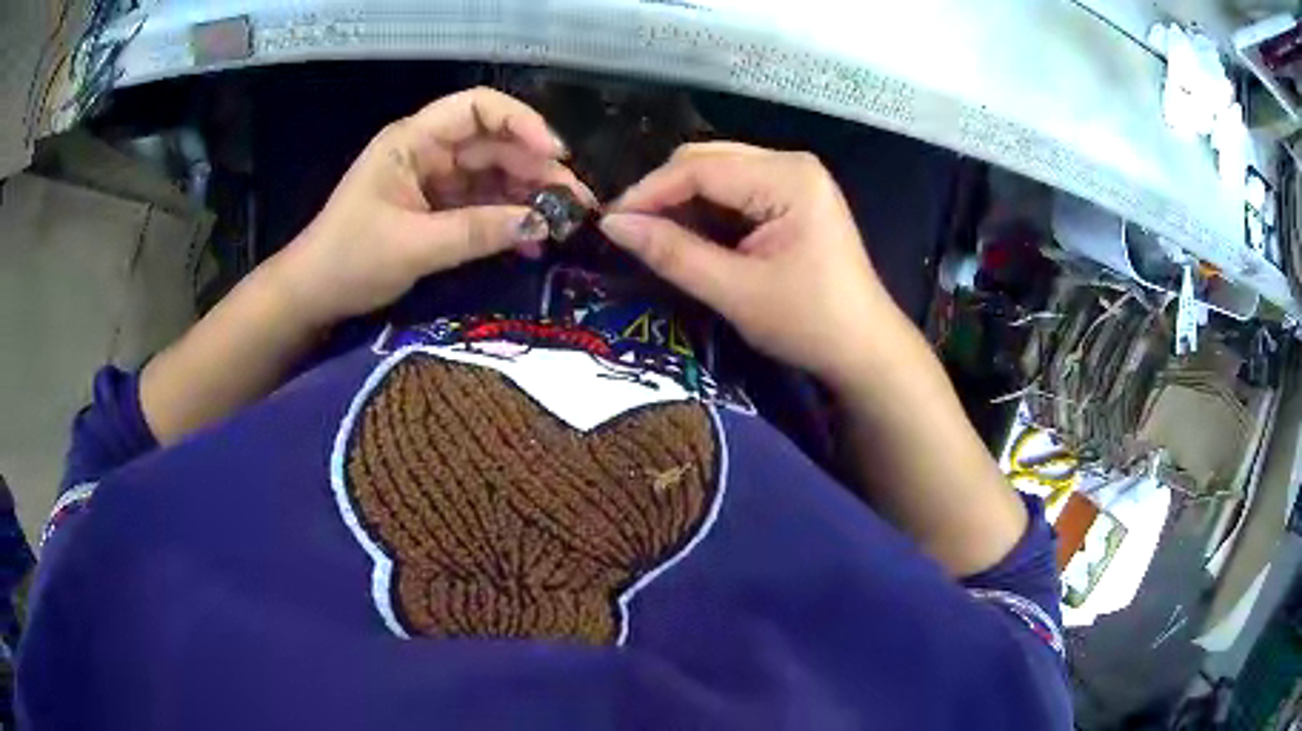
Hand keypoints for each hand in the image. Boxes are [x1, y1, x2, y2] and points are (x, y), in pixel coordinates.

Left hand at [269, 87, 594, 328]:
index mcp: (414, 140)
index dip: (521, 122)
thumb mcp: (414, 245)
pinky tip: (532, 241)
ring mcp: (434, 181)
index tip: (556, 154)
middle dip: (537, 169)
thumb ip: (478, 231)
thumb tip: (542, 223)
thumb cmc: (349, 262)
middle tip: (575, 202)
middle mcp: (428, 152)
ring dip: (529, 196)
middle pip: (495, 144)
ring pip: (494, 175)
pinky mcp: (437, 209)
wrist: (312, 298)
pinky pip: (482, 205)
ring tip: (563, 224)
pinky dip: (507, 220)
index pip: (478, 108)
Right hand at [599, 142, 907, 388]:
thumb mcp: (735, 291)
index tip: (609, 222)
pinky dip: (706, 211)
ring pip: (717, 173)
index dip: (649, 192)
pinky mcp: (792, 196)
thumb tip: (611, 225)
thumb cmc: (809, 323)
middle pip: (707, 160)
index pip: (700, 168)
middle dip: (664, 193)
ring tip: (653, 237)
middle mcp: (791, 164)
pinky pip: (735, 190)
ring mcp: (794, 178)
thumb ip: (672, 253)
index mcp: (787, 178)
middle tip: (628, 231)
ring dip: (683, 202)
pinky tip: (690, 237)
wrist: (864, 349)